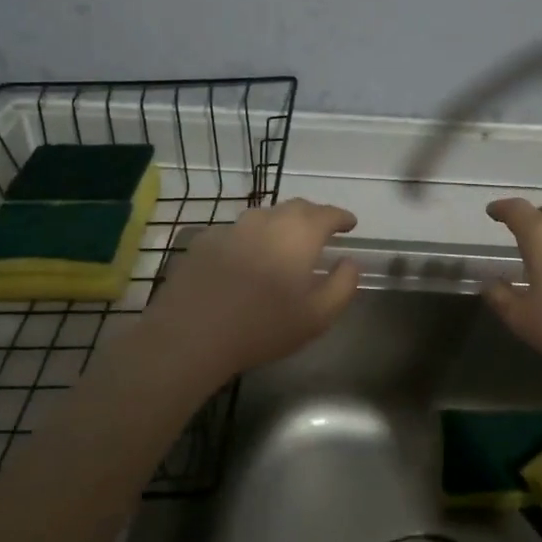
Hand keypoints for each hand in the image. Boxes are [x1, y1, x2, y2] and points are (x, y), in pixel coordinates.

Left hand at [144, 198, 361, 379]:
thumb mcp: (317, 316)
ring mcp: (232, 228)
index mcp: (299, 234)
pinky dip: (249, 239)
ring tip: (285, 243)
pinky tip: (245, 259)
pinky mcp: (204, 241)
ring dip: (280, 224)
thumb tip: (349, 262)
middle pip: (296, 208)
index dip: (341, 217)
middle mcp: (267, 220)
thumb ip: (342, 285)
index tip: (350, 224)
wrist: (191, 334)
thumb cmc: (263, 326)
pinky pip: (236, 233)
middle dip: (313, 216)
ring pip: (264, 217)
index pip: (327, 214)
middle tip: (322, 231)